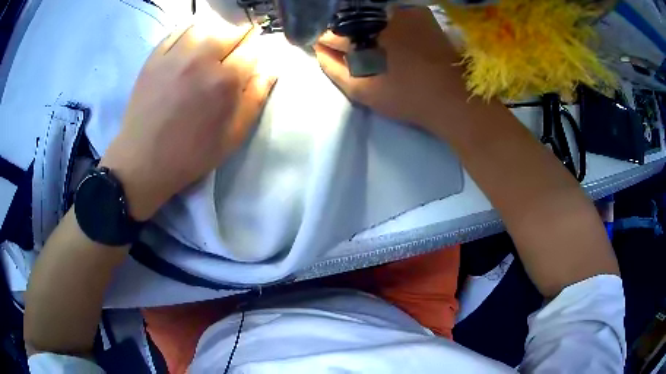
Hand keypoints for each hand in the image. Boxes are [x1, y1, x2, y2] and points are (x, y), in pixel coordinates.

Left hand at [101, 22, 277, 220]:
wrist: (143, 162)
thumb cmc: (191, 154)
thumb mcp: (233, 137)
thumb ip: (255, 99)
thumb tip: (270, 70)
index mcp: (225, 81)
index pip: (252, 50)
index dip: (258, 50)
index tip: (255, 55)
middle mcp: (202, 60)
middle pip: (231, 31)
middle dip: (241, 36)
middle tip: (236, 48)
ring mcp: (174, 56)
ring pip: (205, 26)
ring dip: (216, 32)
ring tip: (213, 44)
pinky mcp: (154, 58)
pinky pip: (177, 31)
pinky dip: (190, 30)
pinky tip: (192, 41)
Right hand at [314, 7, 467, 132]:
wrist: (451, 94)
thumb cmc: (405, 97)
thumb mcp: (361, 91)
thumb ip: (333, 68)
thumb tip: (319, 49)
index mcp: (359, 37)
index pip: (329, 33)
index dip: (327, 43)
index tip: (333, 52)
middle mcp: (376, 17)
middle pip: (347, 20)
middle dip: (345, 32)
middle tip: (355, 49)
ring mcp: (398, 11)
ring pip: (368, 12)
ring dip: (364, 24)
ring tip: (374, 43)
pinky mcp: (417, 11)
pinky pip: (390, 10)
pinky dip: (385, 19)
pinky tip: (392, 34)